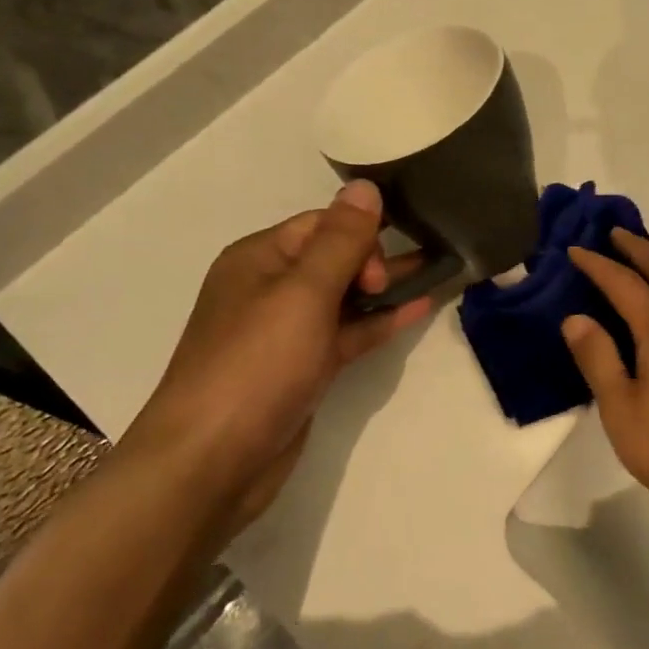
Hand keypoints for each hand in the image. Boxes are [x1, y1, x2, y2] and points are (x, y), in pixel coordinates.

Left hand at [126, 180, 432, 526]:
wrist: (212, 463)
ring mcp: (287, 332)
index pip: (322, 224)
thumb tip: (365, 186)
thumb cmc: (256, 365)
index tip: (379, 269)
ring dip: (385, 288)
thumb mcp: (302, 293)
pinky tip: (417, 310)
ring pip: (345, 297)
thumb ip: (340, 240)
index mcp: (259, 258)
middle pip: (335, 257)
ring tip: (437, 273)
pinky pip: (347, 332)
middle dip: (376, 259)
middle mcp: (271, 289)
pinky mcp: (303, 369)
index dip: (359, 236)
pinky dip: (378, 322)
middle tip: (403, 281)